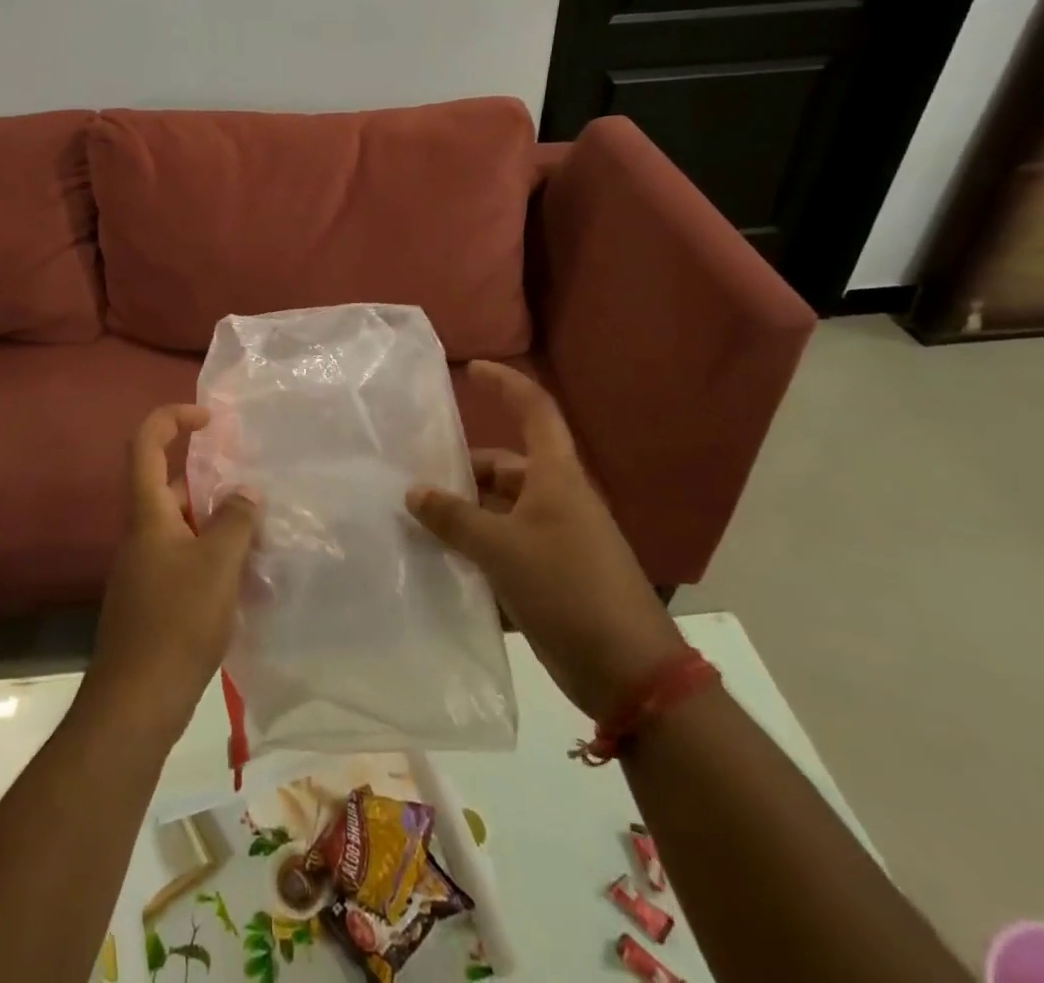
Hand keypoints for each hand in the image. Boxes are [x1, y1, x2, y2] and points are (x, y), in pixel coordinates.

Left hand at [79, 405, 257, 745]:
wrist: (136, 704)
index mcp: (148, 514)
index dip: (173, 418)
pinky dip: (213, 555)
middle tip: (254, 488)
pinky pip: (186, 558)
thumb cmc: (176, 622)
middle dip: (211, 480)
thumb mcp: (217, 564)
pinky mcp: (154, 599)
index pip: (147, 444)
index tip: (210, 419)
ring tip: (261, 533)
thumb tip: (246, 491)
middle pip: (171, 486)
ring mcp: (146, 569)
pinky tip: (246, 577)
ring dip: (217, 522)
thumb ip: (235, 520)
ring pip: (183, 526)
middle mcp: (142, 534)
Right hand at [406, 361, 685, 718]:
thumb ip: (454, 518)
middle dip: (462, 472)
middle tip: (415, 481)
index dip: (505, 384)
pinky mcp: (552, 576)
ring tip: (418, 524)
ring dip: (465, 516)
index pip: (535, 410)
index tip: (470, 369)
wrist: (629, 672)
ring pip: (501, 512)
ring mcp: (556, 539)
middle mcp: (557, 499)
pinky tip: (442, 566)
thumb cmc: (567, 589)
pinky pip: (505, 549)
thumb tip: (413, 492)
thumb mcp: (502, 549)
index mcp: (556, 477)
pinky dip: (477, 552)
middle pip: (505, 468)